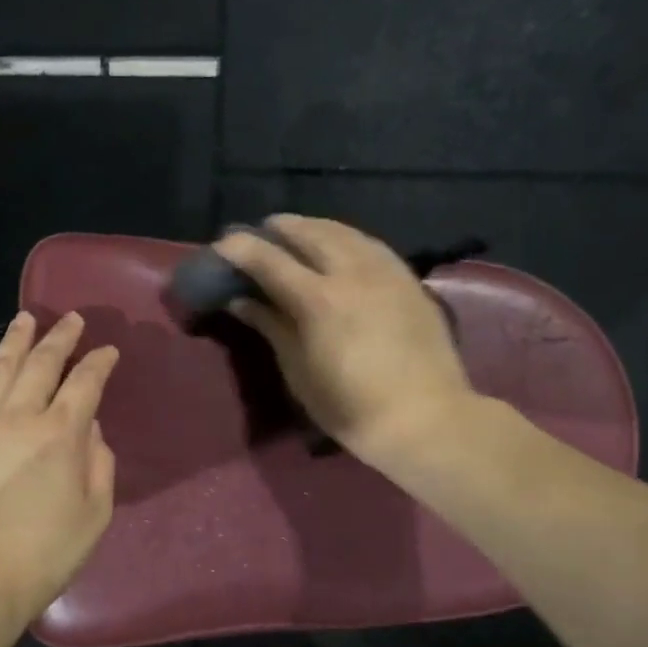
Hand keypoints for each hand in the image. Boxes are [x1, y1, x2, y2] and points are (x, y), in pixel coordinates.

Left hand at [0, 311, 119, 618]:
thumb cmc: (43, 553)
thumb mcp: (95, 515)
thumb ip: (98, 465)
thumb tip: (89, 430)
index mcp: (60, 434)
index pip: (85, 383)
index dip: (99, 363)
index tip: (108, 350)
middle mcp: (18, 418)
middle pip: (41, 365)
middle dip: (59, 337)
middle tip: (70, 318)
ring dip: (14, 343)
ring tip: (23, 320)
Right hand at [212, 215, 473, 469]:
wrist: (424, 419)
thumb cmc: (350, 407)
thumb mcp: (299, 372)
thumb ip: (271, 327)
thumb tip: (241, 300)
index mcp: (317, 299)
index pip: (269, 259)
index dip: (241, 248)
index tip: (222, 244)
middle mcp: (351, 273)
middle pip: (308, 233)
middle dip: (279, 228)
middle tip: (259, 233)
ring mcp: (384, 271)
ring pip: (343, 231)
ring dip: (313, 227)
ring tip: (296, 233)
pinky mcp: (408, 279)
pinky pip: (370, 244)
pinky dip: (345, 237)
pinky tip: (340, 245)